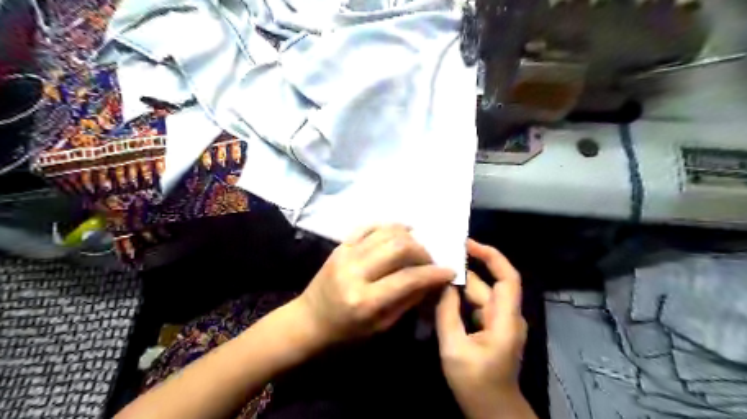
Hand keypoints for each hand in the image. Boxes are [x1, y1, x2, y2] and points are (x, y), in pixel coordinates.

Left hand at [297, 223, 454, 344]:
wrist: (308, 319)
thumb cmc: (346, 331)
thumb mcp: (381, 326)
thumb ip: (408, 300)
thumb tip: (432, 280)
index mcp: (365, 301)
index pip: (408, 278)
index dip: (433, 273)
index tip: (449, 270)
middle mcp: (355, 272)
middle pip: (399, 247)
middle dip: (422, 251)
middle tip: (429, 260)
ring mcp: (345, 254)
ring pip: (386, 232)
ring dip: (408, 237)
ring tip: (416, 248)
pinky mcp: (340, 245)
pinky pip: (369, 226)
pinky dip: (389, 226)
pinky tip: (401, 231)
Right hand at [436, 240, 532, 417]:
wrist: (491, 411)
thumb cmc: (476, 382)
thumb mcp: (454, 347)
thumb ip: (447, 313)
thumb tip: (443, 283)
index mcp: (505, 319)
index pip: (507, 277)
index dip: (491, 256)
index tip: (467, 243)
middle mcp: (505, 315)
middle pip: (487, 284)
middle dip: (465, 270)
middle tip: (438, 257)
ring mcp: (498, 322)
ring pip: (478, 295)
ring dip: (458, 285)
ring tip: (434, 273)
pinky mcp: (489, 328)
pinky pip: (474, 306)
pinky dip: (458, 299)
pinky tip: (439, 295)